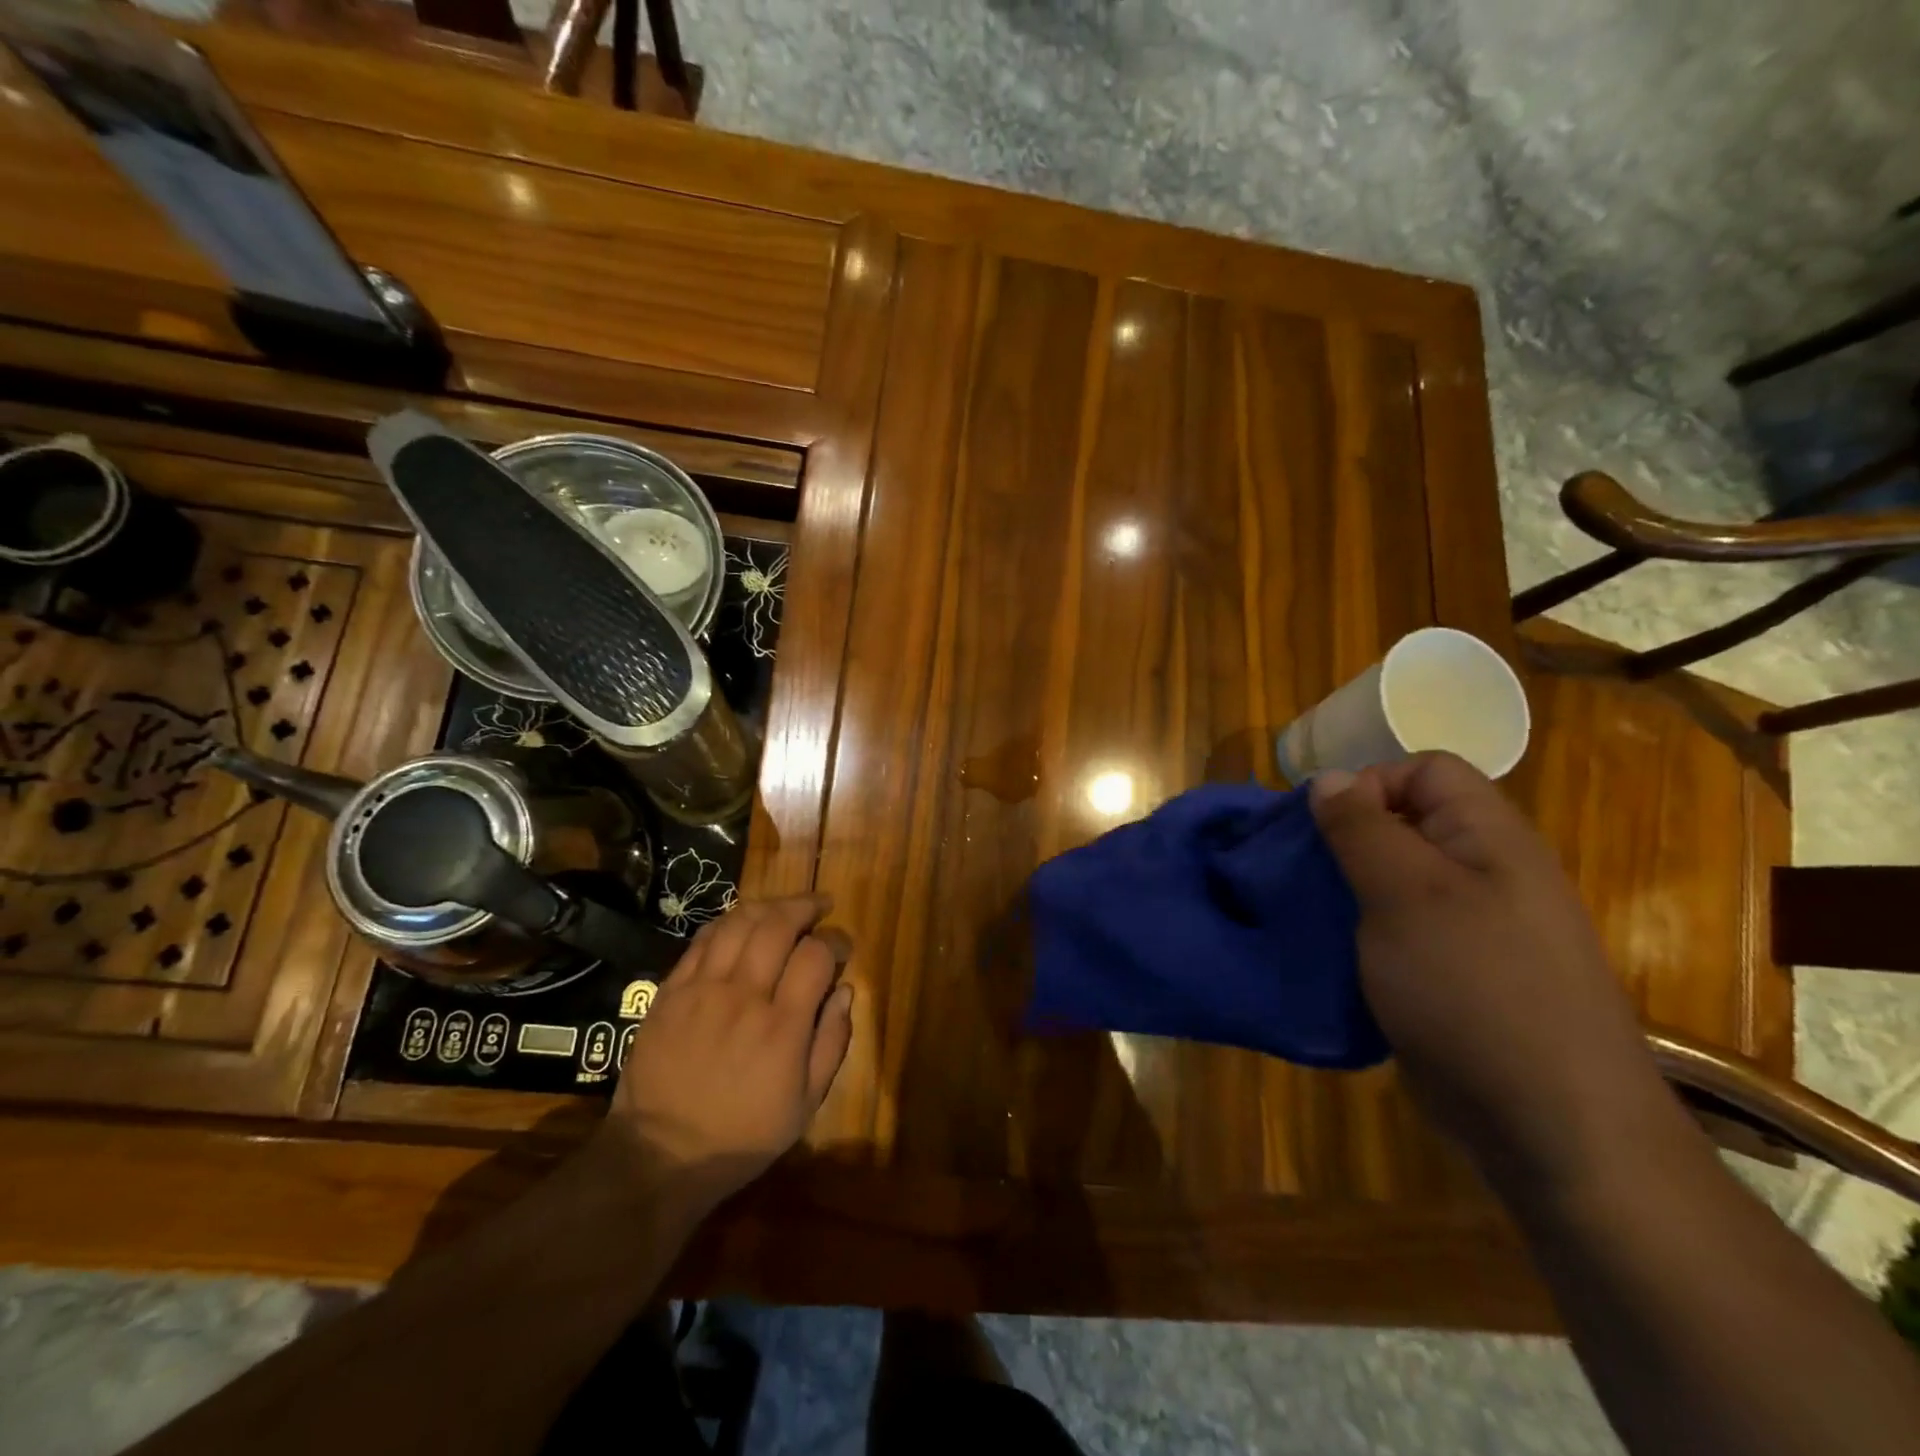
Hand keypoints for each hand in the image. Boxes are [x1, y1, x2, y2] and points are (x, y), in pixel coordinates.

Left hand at [601, 895, 854, 1214]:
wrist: (661, 1155)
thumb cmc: (743, 1135)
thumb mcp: (805, 1104)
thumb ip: (832, 1042)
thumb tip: (844, 990)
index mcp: (782, 1026)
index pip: (816, 955)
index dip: (836, 941)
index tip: (842, 947)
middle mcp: (744, 996)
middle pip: (778, 925)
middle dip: (805, 907)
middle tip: (820, 907)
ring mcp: (703, 990)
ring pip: (738, 922)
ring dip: (768, 906)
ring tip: (784, 909)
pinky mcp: (671, 991)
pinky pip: (702, 940)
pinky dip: (728, 923)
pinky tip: (742, 924)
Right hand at [1309, 753, 1678, 1194]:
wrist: (1552, 1125)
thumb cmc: (1474, 988)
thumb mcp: (1405, 894)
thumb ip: (1361, 828)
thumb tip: (1329, 778)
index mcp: (1489, 838)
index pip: (1425, 770)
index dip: (1370, 784)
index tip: (1326, 830)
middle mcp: (1488, 873)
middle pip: (1406, 823)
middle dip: (1347, 840)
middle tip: (1307, 875)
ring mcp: (1475, 928)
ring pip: (1396, 880)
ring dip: (1348, 890)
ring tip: (1312, 916)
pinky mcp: (1456, 974)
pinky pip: (1400, 930)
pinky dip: (1362, 933)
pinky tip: (1336, 957)